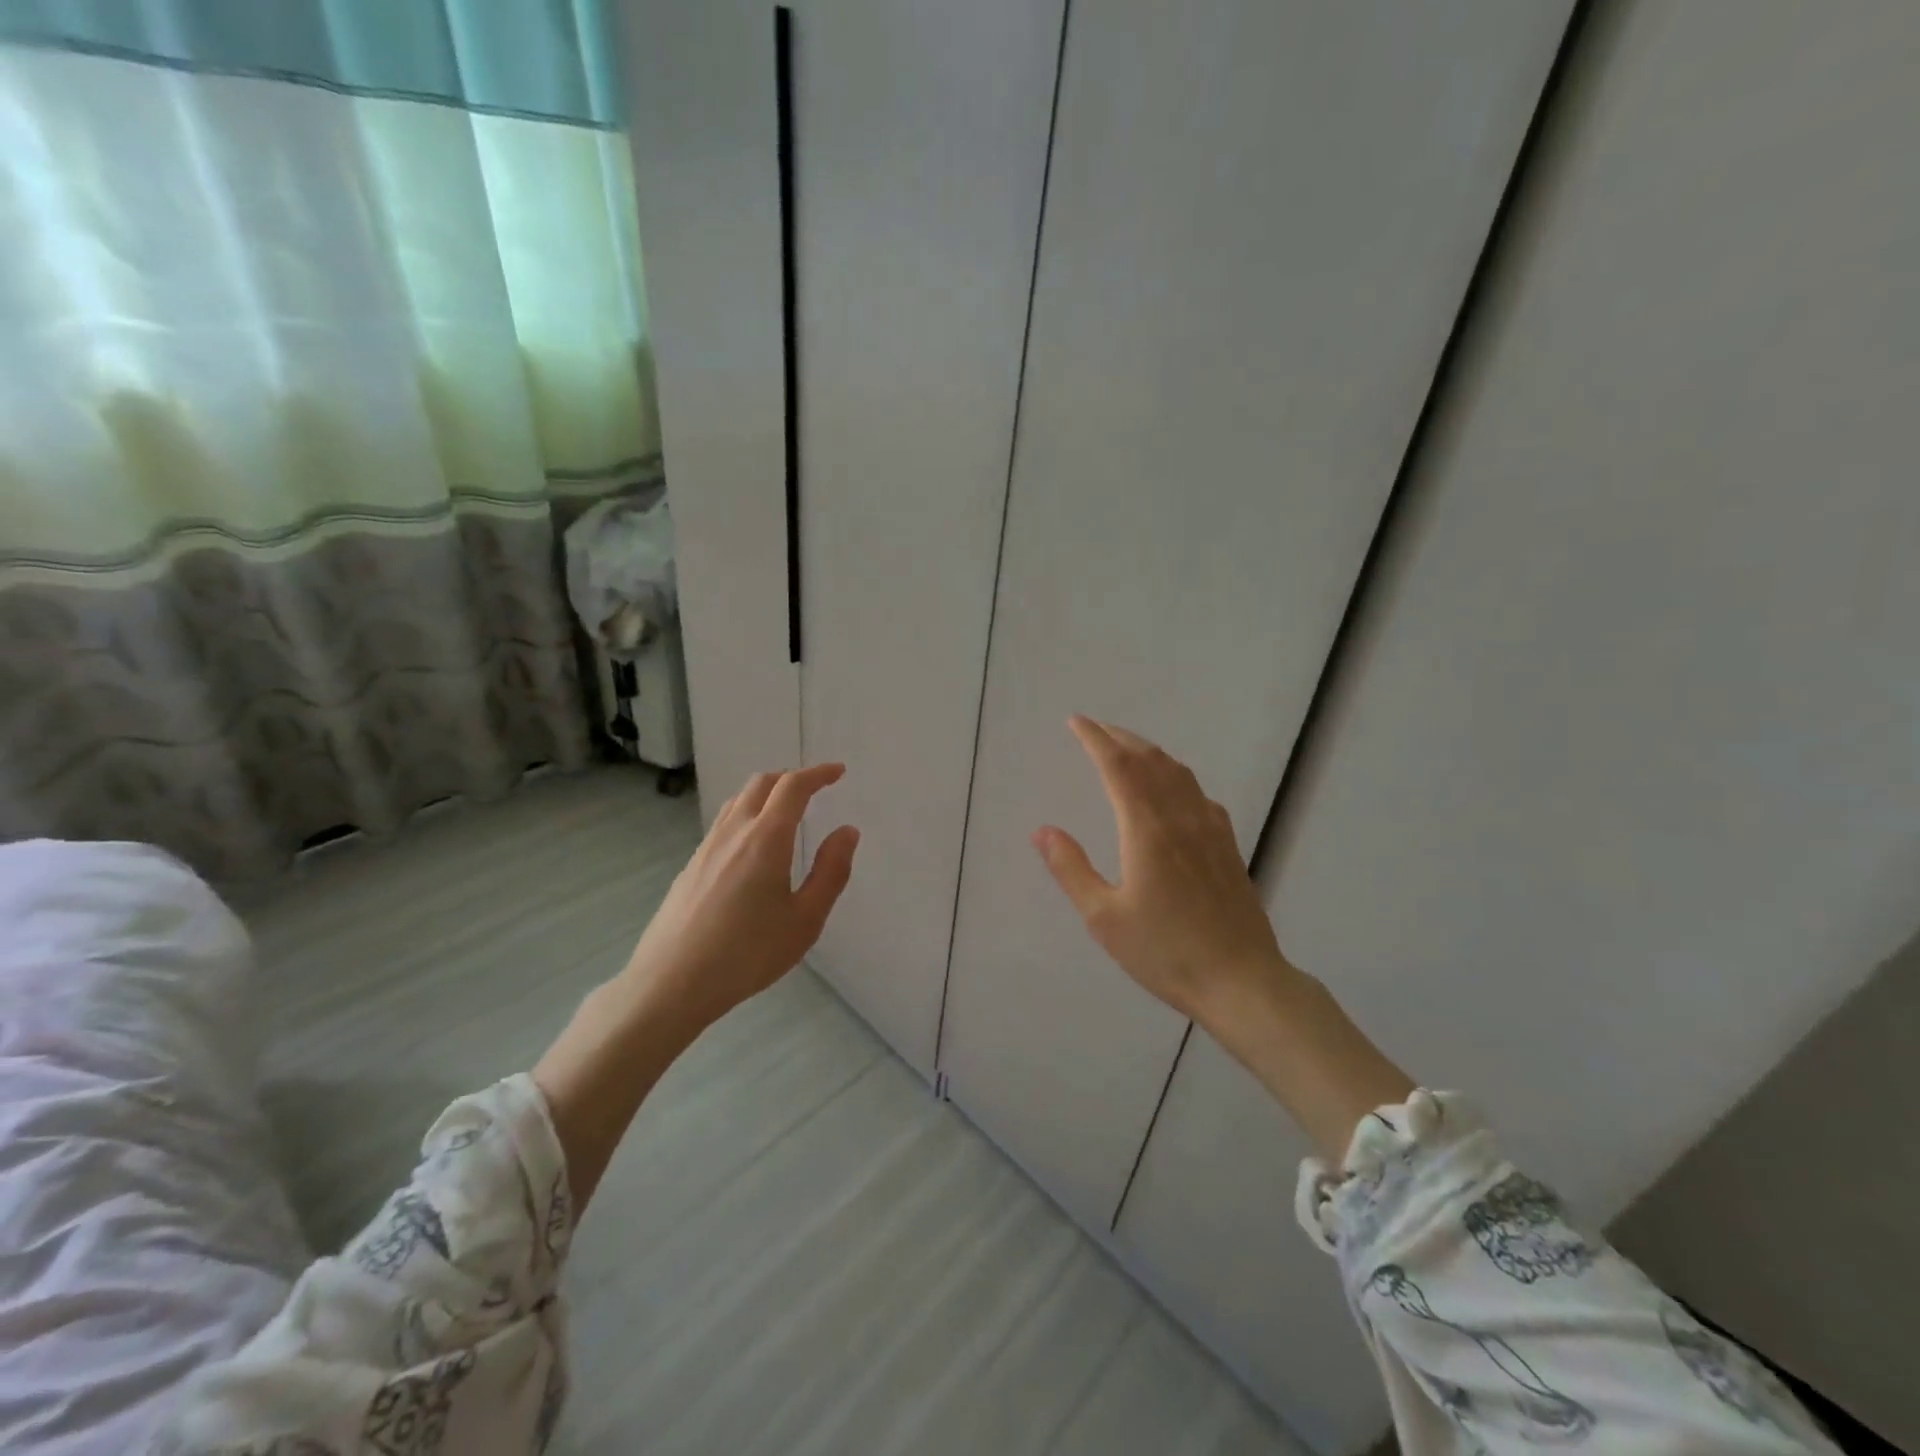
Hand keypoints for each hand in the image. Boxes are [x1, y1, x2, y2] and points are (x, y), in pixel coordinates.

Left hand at [618, 762, 859, 1032]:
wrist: (672, 983)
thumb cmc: (748, 953)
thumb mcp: (805, 920)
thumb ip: (831, 871)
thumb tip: (847, 832)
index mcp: (766, 838)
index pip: (793, 787)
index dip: (818, 774)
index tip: (838, 772)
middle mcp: (734, 832)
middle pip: (762, 783)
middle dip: (791, 778)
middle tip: (815, 789)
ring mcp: (707, 847)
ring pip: (738, 801)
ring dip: (766, 794)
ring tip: (786, 812)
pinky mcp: (691, 866)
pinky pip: (724, 823)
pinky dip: (747, 815)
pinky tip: (753, 848)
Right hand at [1032, 716, 1293, 1021]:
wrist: (1242, 981)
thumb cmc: (1166, 952)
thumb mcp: (1104, 918)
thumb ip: (1071, 869)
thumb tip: (1041, 830)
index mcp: (1147, 829)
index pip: (1118, 766)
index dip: (1095, 739)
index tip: (1076, 722)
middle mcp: (1181, 817)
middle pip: (1150, 760)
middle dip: (1121, 738)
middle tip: (1097, 728)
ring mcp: (1210, 829)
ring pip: (1178, 773)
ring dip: (1149, 752)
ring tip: (1129, 749)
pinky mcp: (1228, 845)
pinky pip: (1198, 793)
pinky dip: (1176, 776)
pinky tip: (1174, 790)